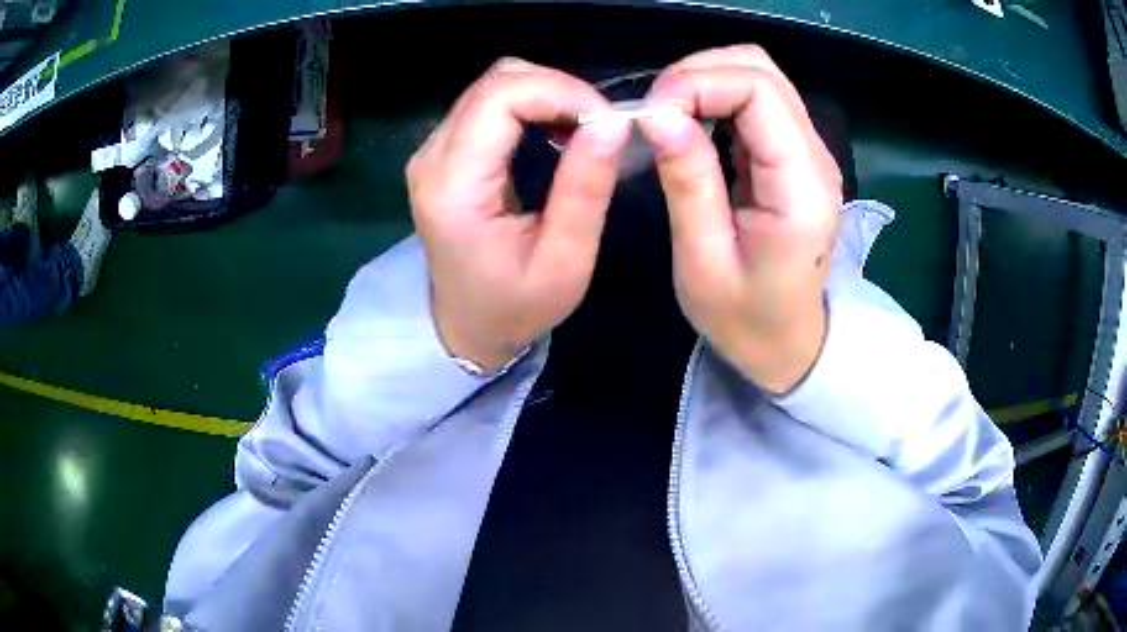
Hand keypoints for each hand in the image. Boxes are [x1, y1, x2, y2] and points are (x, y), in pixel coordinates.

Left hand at [407, 58, 630, 371]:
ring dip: (545, 93)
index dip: (560, 91)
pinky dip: (530, 104)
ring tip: (582, 128)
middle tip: (601, 125)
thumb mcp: (564, 261)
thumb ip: (585, 188)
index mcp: (454, 186)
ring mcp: (432, 151)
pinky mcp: (442, 152)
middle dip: (557, 88)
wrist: (466, 327)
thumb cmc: (515, 306)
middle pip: (495, 82)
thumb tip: (612, 123)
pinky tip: (555, 130)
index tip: (607, 120)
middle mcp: (432, 157)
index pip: (500, 98)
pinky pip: (488, 104)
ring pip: (492, 86)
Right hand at [638, 46, 841, 393]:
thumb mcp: (703, 261)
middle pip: (761, 68)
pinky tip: (690, 125)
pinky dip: (715, 98)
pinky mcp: (794, 154)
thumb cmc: (746, 318)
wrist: (790, 342)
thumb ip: (688, 181)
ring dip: (705, 81)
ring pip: (759, 75)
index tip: (651, 115)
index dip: (698, 82)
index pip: (759, 89)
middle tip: (655, 113)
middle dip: (698, 73)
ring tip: (667, 117)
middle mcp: (814, 156)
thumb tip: (657, 113)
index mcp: (800, 186)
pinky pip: (756, 100)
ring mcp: (808, 151)